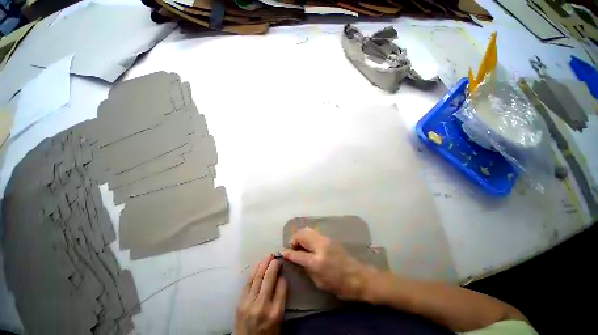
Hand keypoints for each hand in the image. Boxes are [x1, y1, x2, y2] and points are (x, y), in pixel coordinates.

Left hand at [235, 254, 286, 334]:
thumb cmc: (267, 334)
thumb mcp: (279, 321)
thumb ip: (281, 300)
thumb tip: (281, 279)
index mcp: (275, 313)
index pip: (281, 287)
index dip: (282, 276)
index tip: (282, 269)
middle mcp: (262, 306)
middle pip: (268, 279)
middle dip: (273, 265)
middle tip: (275, 256)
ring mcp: (249, 304)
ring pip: (257, 278)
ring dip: (263, 264)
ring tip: (268, 256)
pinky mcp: (240, 303)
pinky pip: (247, 282)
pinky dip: (253, 271)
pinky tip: (257, 264)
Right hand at [281, 227, 375, 300]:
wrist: (358, 277)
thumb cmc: (339, 285)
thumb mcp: (319, 281)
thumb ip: (305, 267)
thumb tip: (295, 258)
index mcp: (317, 261)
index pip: (297, 254)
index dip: (288, 252)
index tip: (282, 252)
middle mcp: (320, 246)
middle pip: (301, 234)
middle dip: (293, 239)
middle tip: (292, 248)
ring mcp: (326, 239)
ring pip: (307, 230)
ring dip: (300, 236)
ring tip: (300, 246)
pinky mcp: (329, 237)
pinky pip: (314, 232)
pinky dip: (307, 236)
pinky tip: (308, 244)